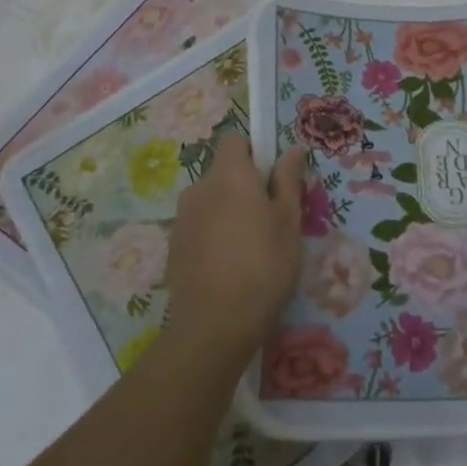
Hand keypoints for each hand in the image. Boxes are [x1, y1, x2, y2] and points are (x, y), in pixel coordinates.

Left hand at [164, 137, 307, 362]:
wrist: (213, 325)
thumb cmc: (263, 265)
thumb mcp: (288, 221)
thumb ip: (288, 180)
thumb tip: (293, 149)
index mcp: (229, 175)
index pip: (235, 140)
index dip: (255, 151)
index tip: (272, 177)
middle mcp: (199, 188)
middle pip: (223, 171)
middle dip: (244, 185)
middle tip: (270, 216)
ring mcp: (182, 218)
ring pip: (211, 200)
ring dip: (229, 210)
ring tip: (251, 246)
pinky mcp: (173, 246)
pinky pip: (199, 225)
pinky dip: (214, 233)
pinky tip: (229, 264)